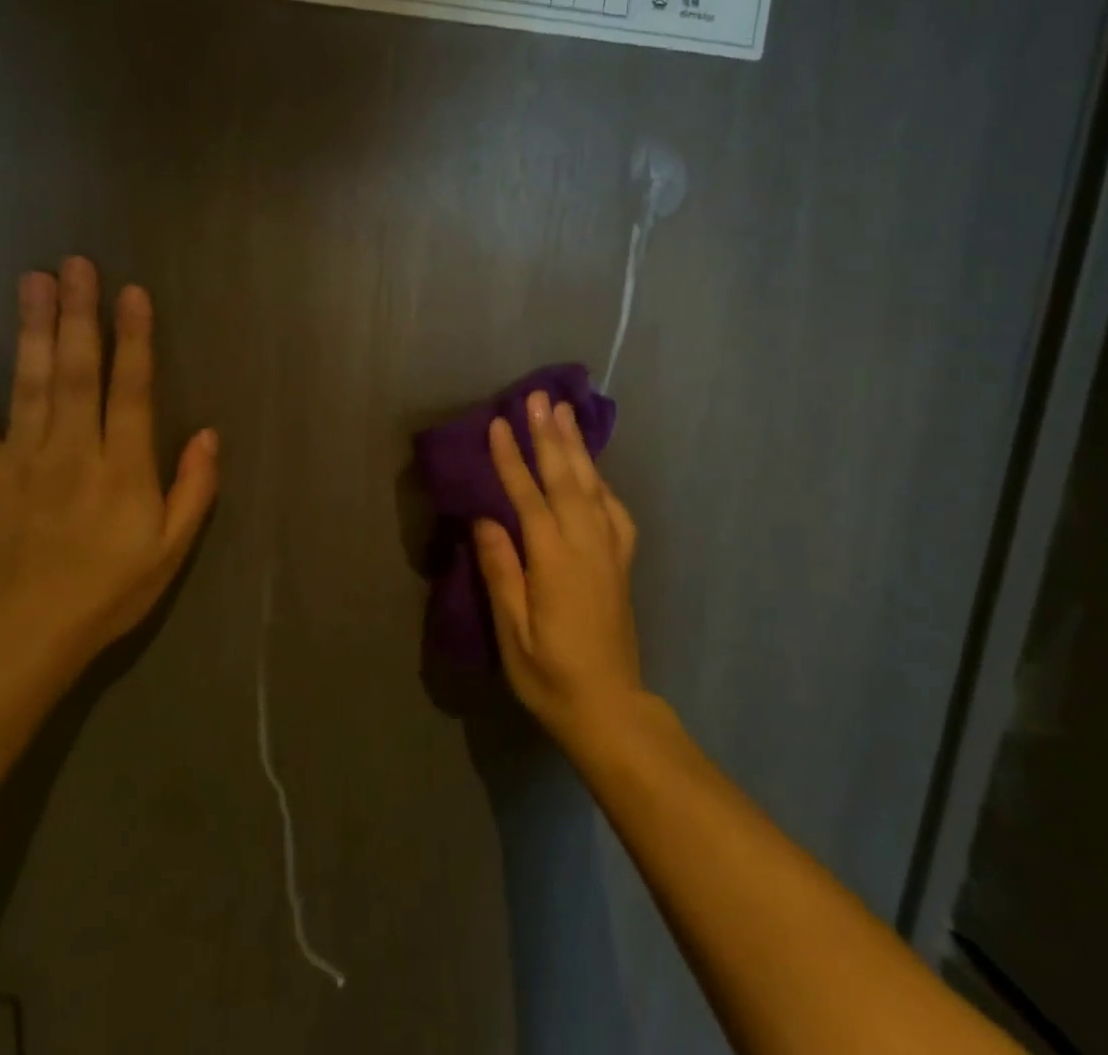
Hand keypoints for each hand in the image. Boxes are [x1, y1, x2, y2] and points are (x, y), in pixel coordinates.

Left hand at [0, 257, 218, 658]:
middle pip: (77, 370)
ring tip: (35, 279)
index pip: (132, 389)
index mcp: (122, 468)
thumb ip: (193, 489)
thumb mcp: (170, 550)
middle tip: (77, 264)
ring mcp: (20, 458)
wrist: (19, 638)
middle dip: (80, 314)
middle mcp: (72, 449)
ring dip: (33, 327)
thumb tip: (209, 434)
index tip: (133, 294)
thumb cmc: (107, 592)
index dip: (134, 339)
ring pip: (29, 381)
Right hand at [475, 390, 644, 751]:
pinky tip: (594, 470)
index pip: (529, 498)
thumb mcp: (513, 633)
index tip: (499, 424)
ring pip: (593, 486)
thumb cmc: (550, 676)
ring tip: (566, 413)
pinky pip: (614, 510)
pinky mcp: (621, 562)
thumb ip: (501, 572)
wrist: (610, 708)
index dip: (512, 460)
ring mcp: (609, 551)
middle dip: (550, 436)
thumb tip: (486, 520)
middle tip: (540, 398)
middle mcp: (587, 545)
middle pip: (567, 479)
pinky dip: (602, 481)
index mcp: (555, 561)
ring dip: (578, 447)